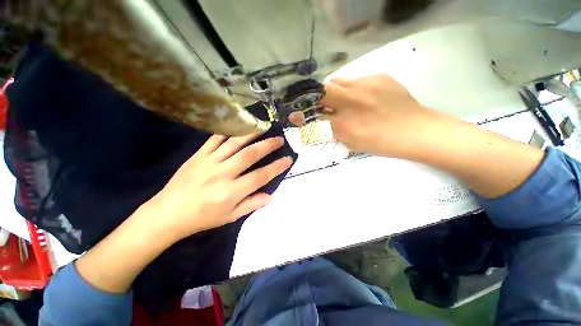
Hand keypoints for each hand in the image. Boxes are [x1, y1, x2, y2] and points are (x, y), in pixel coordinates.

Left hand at [140, 133, 293, 240]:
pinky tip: (239, 126)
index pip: (260, 176)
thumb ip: (252, 205)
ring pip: (234, 143)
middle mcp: (222, 174)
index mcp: (231, 192)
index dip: (276, 167)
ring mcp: (209, 162)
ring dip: (252, 134)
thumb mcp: (230, 217)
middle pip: (250, 155)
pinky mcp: (198, 155)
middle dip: (268, 145)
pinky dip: (229, 131)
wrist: (167, 213)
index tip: (288, 159)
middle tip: (279, 139)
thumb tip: (271, 197)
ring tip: (264, 128)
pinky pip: (215, 139)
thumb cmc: (202, 218)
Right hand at [321, 74, 432, 157]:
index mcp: (343, 123)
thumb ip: (334, 130)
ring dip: (337, 90)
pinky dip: (355, 88)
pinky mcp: (379, 76)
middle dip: (321, 95)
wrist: (413, 130)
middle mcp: (350, 100)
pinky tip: (367, 96)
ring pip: (339, 80)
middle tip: (328, 103)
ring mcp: (365, 85)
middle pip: (324, 89)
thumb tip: (325, 118)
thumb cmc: (380, 142)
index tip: (316, 112)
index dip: (313, 110)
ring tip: (348, 99)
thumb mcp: (350, 142)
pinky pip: (357, 79)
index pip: (317, 111)